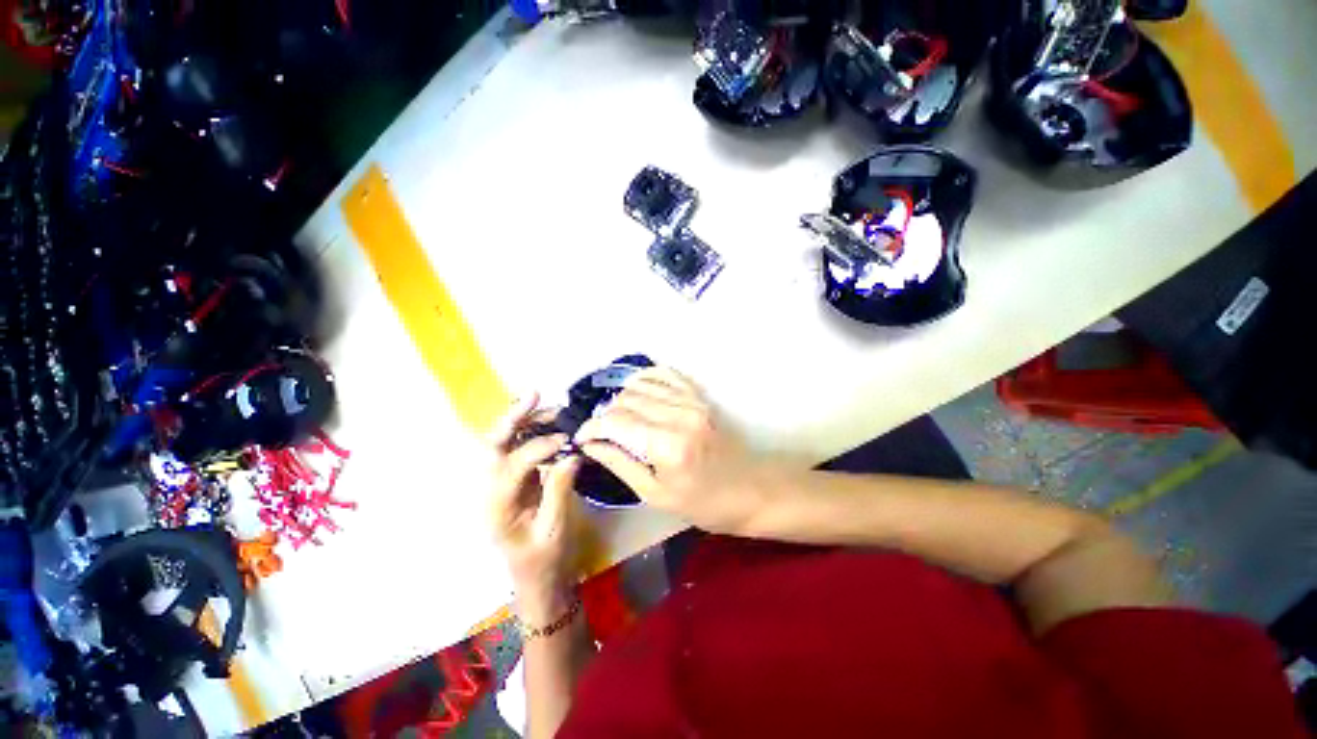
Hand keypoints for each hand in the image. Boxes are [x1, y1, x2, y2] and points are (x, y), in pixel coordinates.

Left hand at [487, 394, 581, 621]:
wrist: (537, 578)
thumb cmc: (545, 559)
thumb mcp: (555, 528)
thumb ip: (559, 489)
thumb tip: (571, 453)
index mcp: (497, 508)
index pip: (512, 466)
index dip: (539, 447)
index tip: (567, 439)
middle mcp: (491, 490)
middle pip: (494, 446)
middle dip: (513, 417)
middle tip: (535, 394)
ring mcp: (500, 483)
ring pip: (505, 442)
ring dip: (526, 421)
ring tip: (553, 409)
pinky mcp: (514, 479)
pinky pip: (519, 448)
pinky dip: (533, 431)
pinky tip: (552, 423)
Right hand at [574, 367, 768, 533]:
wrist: (749, 490)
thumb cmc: (702, 503)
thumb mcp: (655, 495)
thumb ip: (619, 463)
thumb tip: (590, 444)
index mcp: (666, 445)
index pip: (615, 422)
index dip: (592, 427)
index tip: (581, 438)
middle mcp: (678, 415)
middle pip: (625, 400)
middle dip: (605, 416)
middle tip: (602, 434)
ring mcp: (691, 401)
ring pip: (640, 385)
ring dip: (622, 400)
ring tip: (619, 419)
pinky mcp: (698, 396)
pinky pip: (664, 375)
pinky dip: (644, 379)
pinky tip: (636, 392)